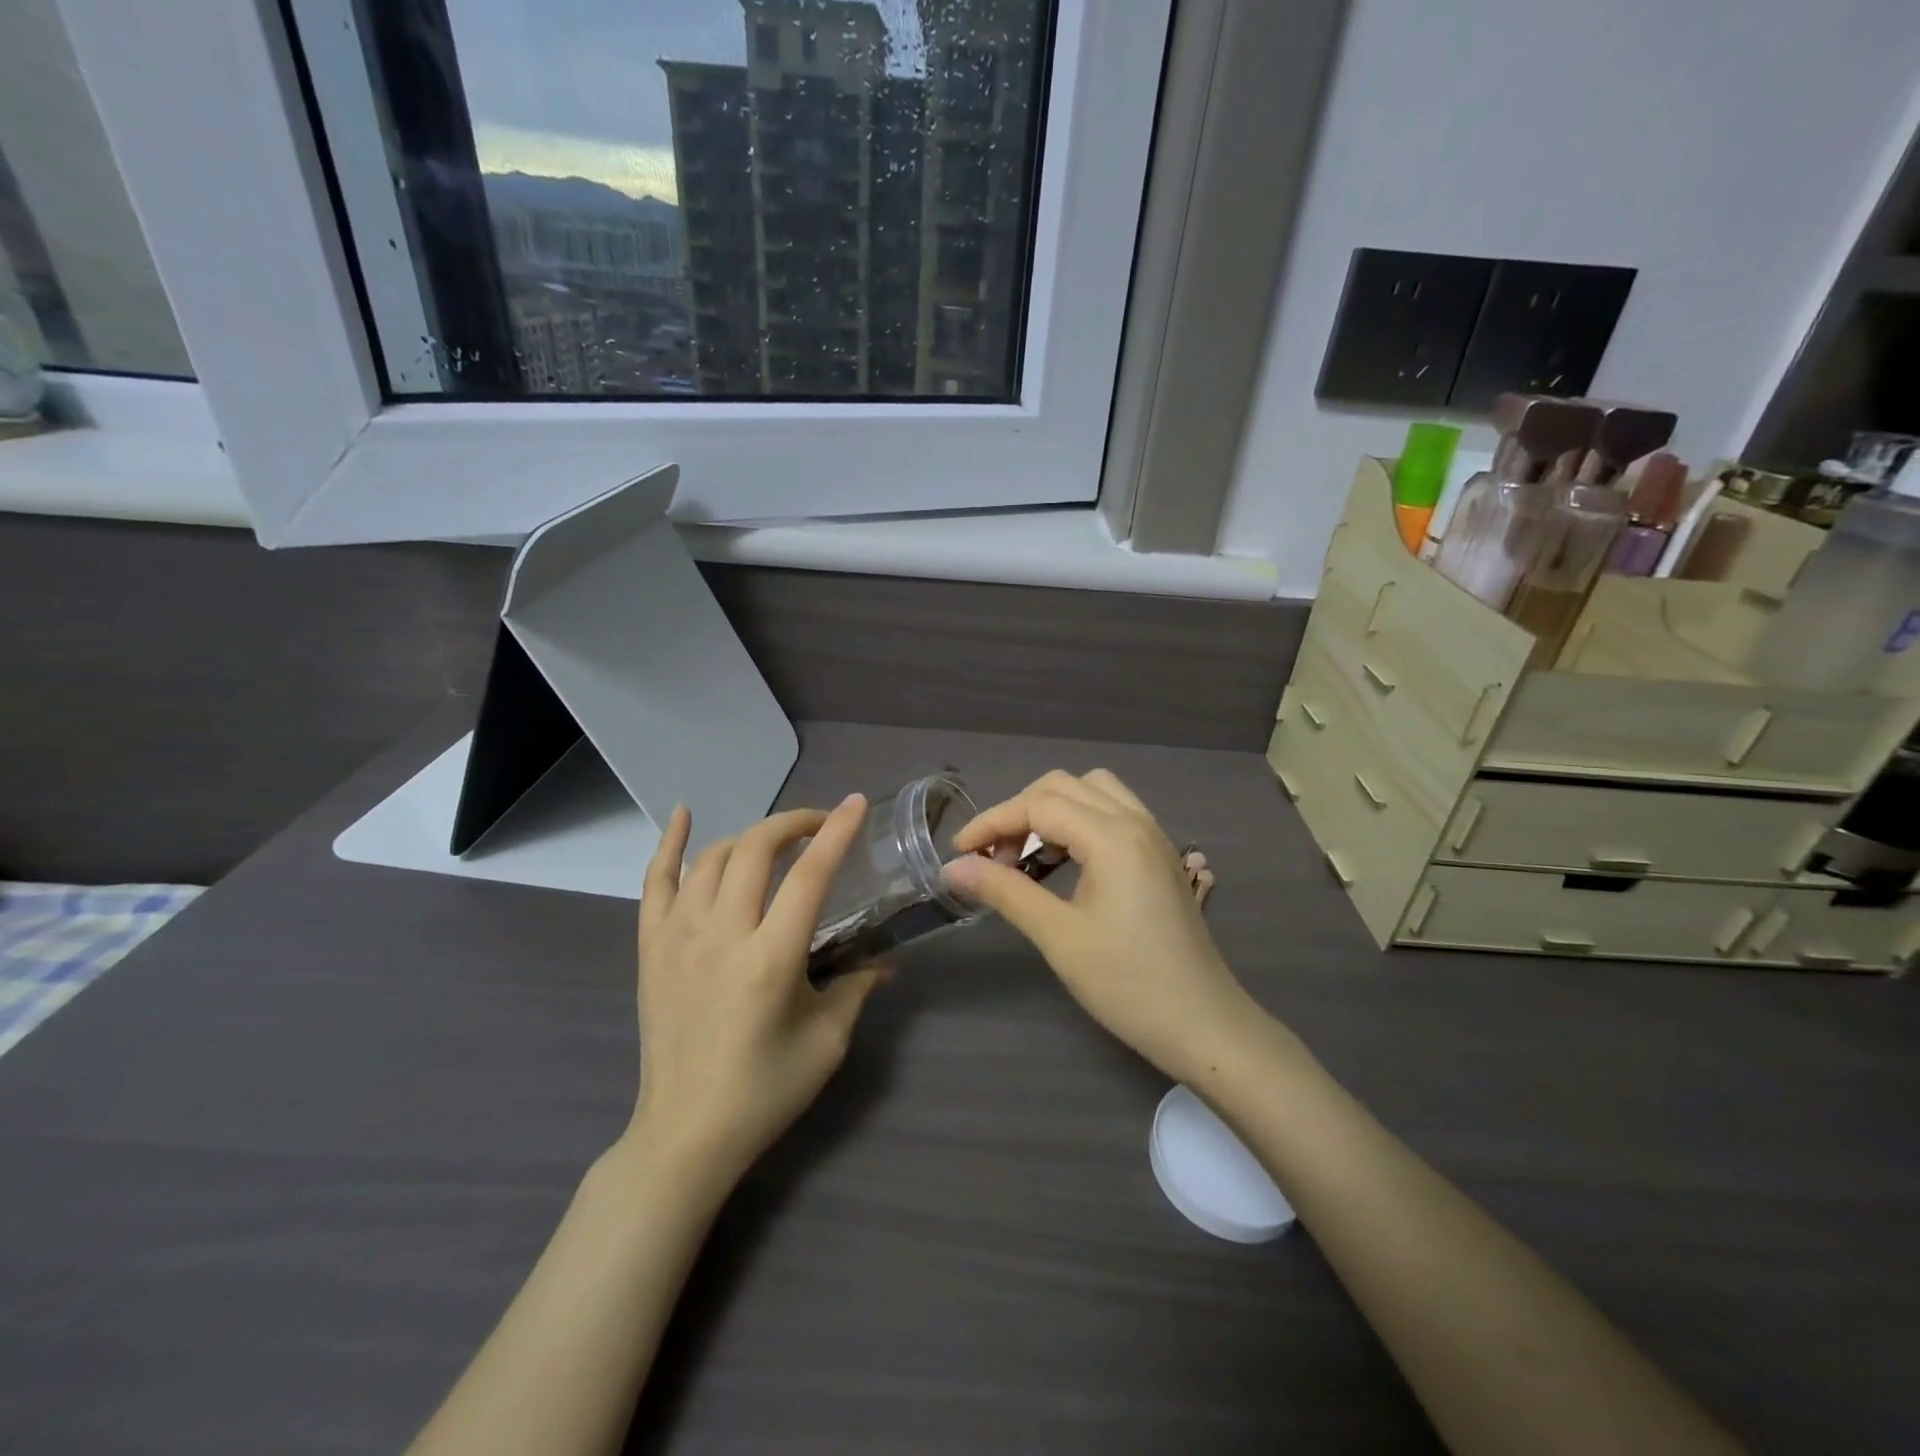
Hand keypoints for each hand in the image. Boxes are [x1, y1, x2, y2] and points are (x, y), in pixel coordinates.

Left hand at [628, 796, 885, 1187]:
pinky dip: (669, 843)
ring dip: (750, 837)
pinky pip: (655, 881)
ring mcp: (678, 937)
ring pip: (713, 858)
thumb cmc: (764, 1091)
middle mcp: (721, 935)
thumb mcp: (827, 1042)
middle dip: (792, 824)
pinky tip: (683, 814)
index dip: (836, 832)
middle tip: (819, 826)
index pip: (810, 875)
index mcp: (771, 959)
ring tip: (776, 843)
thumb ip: (857, 988)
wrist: (685, 1133)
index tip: (856, 803)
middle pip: (756, 850)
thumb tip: (886, 961)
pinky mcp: (650, 947)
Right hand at [944, 771, 1263, 1086]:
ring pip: (1092, 792)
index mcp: (1113, 837)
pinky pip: (1112, 813)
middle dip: (1019, 812)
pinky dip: (1078, 822)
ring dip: (1051, 811)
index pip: (1038, 805)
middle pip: (1063, 786)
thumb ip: (1006, 892)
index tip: (959, 853)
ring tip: (1026, 856)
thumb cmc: (1128, 984)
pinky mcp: (1160, 856)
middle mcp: (1136, 822)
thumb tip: (953, 868)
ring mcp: (1153, 837)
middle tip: (994, 858)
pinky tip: (1064, 862)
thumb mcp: (1059, 937)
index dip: (992, 822)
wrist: (1204, 1025)